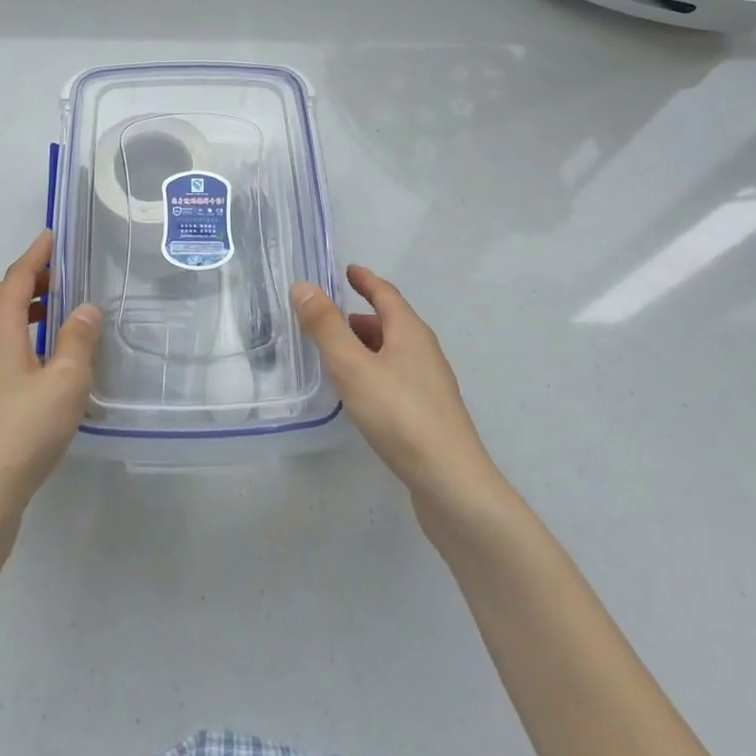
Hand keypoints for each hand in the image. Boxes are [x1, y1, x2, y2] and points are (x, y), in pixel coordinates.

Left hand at [0, 230, 101, 530]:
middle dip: (26, 280)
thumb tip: (86, 308)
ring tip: (49, 315)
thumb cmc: (25, 432)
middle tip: (58, 280)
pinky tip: (32, 359)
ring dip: (16, 308)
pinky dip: (9, 334)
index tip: (50, 236)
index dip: (35, 256)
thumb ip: (78, 340)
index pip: (16, 280)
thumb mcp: (66, 382)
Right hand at [292, 266, 505, 517]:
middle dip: (362, 316)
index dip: (365, 281)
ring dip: (367, 346)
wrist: (452, 485)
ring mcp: (430, 386)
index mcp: (410, 333)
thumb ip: (326, 327)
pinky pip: (396, 378)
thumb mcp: (353, 367)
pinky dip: (375, 372)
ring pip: (394, 353)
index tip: (348, 270)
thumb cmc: (400, 416)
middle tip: (330, 317)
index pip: (386, 294)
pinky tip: (360, 394)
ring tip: (338, 355)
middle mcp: (424, 352)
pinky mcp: (429, 415)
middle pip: (392, 323)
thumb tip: (303, 286)